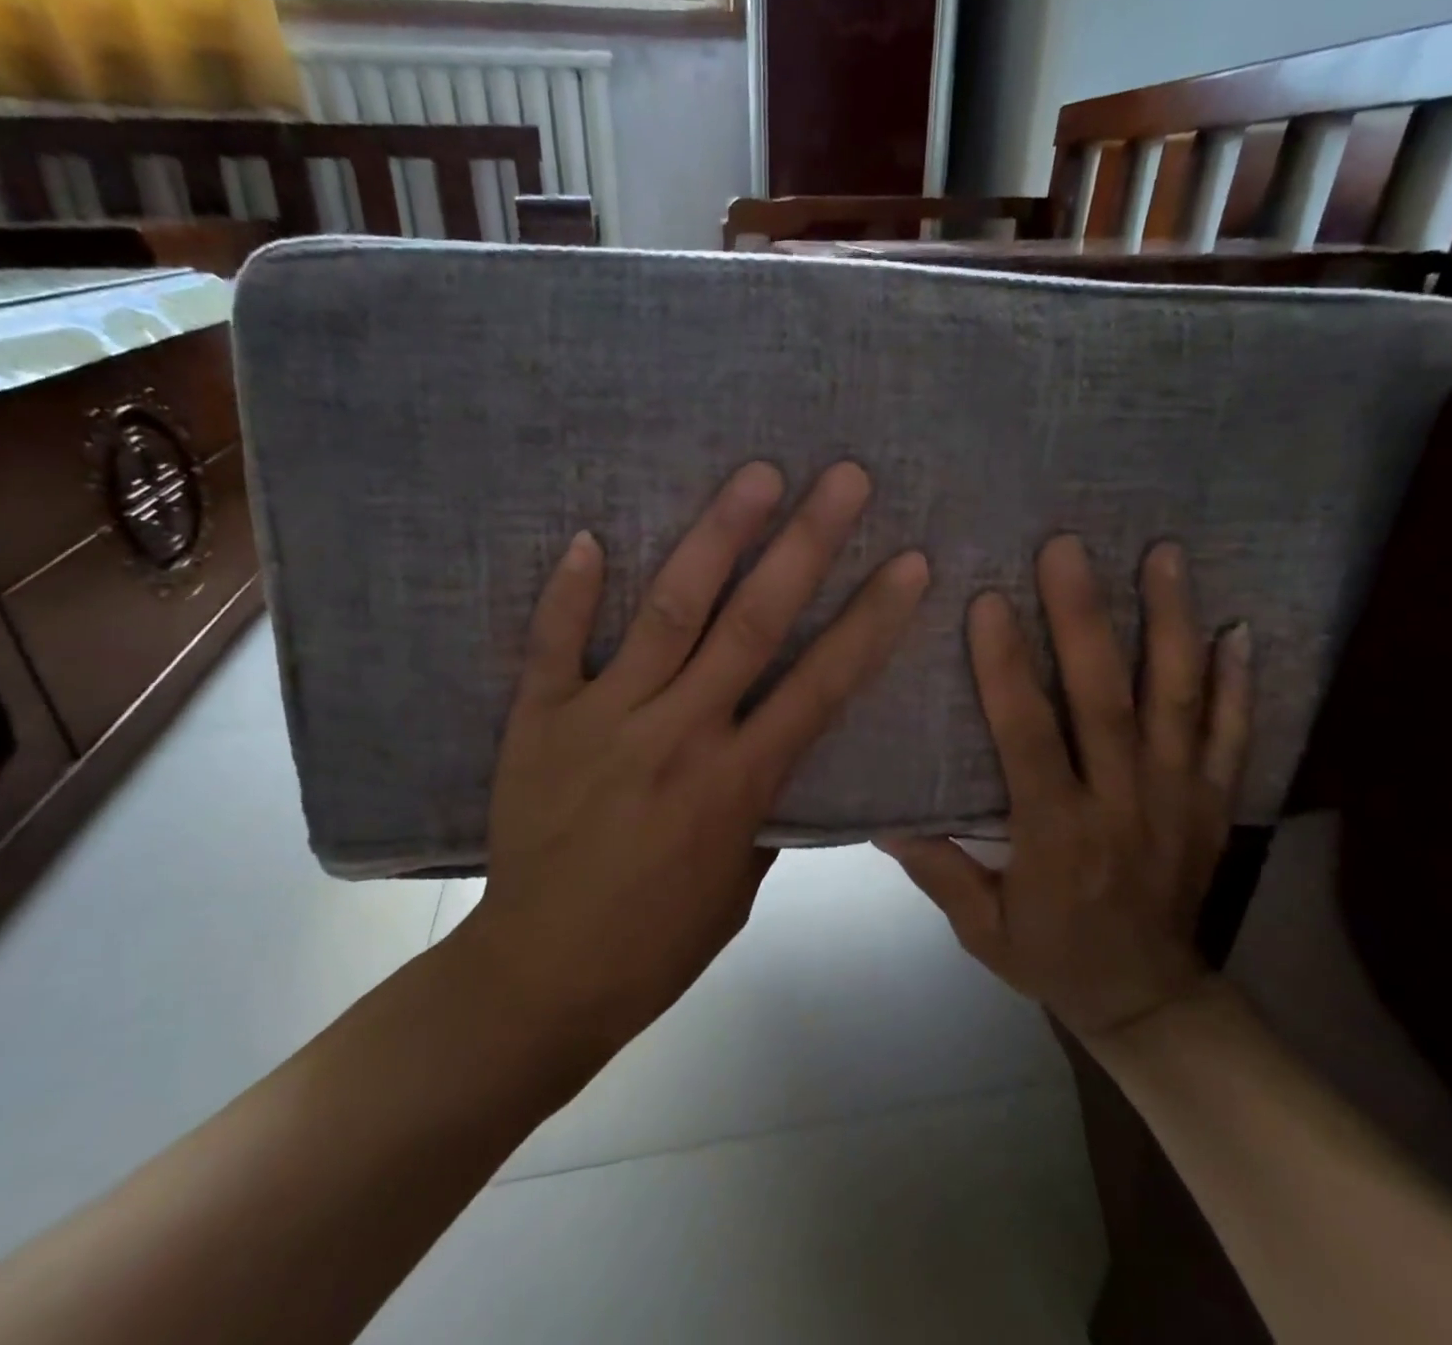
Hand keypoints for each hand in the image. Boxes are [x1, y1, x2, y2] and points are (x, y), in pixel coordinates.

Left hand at [470, 461, 929, 1047]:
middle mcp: (679, 733)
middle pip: (754, 623)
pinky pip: (554, 643)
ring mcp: (604, 719)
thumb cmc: (657, 942)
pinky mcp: (541, 720)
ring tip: (755, 476)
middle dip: (806, 544)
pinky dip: (570, 591)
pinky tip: (589, 535)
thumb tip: (779, 742)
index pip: (822, 685)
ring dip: (716, 537)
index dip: (872, 620)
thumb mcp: (741, 886)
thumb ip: (765, 804)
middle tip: (843, 478)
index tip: (911, 562)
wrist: (542, 975)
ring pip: (669, 611)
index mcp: (737, 783)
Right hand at [880, 538, 1251, 1046]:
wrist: (1149, 1001)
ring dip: (1170, 624)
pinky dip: (1239, 681)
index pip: (1028, 737)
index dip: (1006, 669)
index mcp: (1057, 833)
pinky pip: (1233, 735)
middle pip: (1105, 701)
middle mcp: (1123, 804)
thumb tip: (881, 817)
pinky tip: (1241, 626)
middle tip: (1068, 548)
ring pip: (1175, 701)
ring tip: (1163, 555)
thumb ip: (938, 869)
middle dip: (1084, 620)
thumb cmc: (1053, 956)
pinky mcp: (1214, 803)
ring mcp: (1178, 799)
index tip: (989, 602)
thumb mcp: (981, 928)